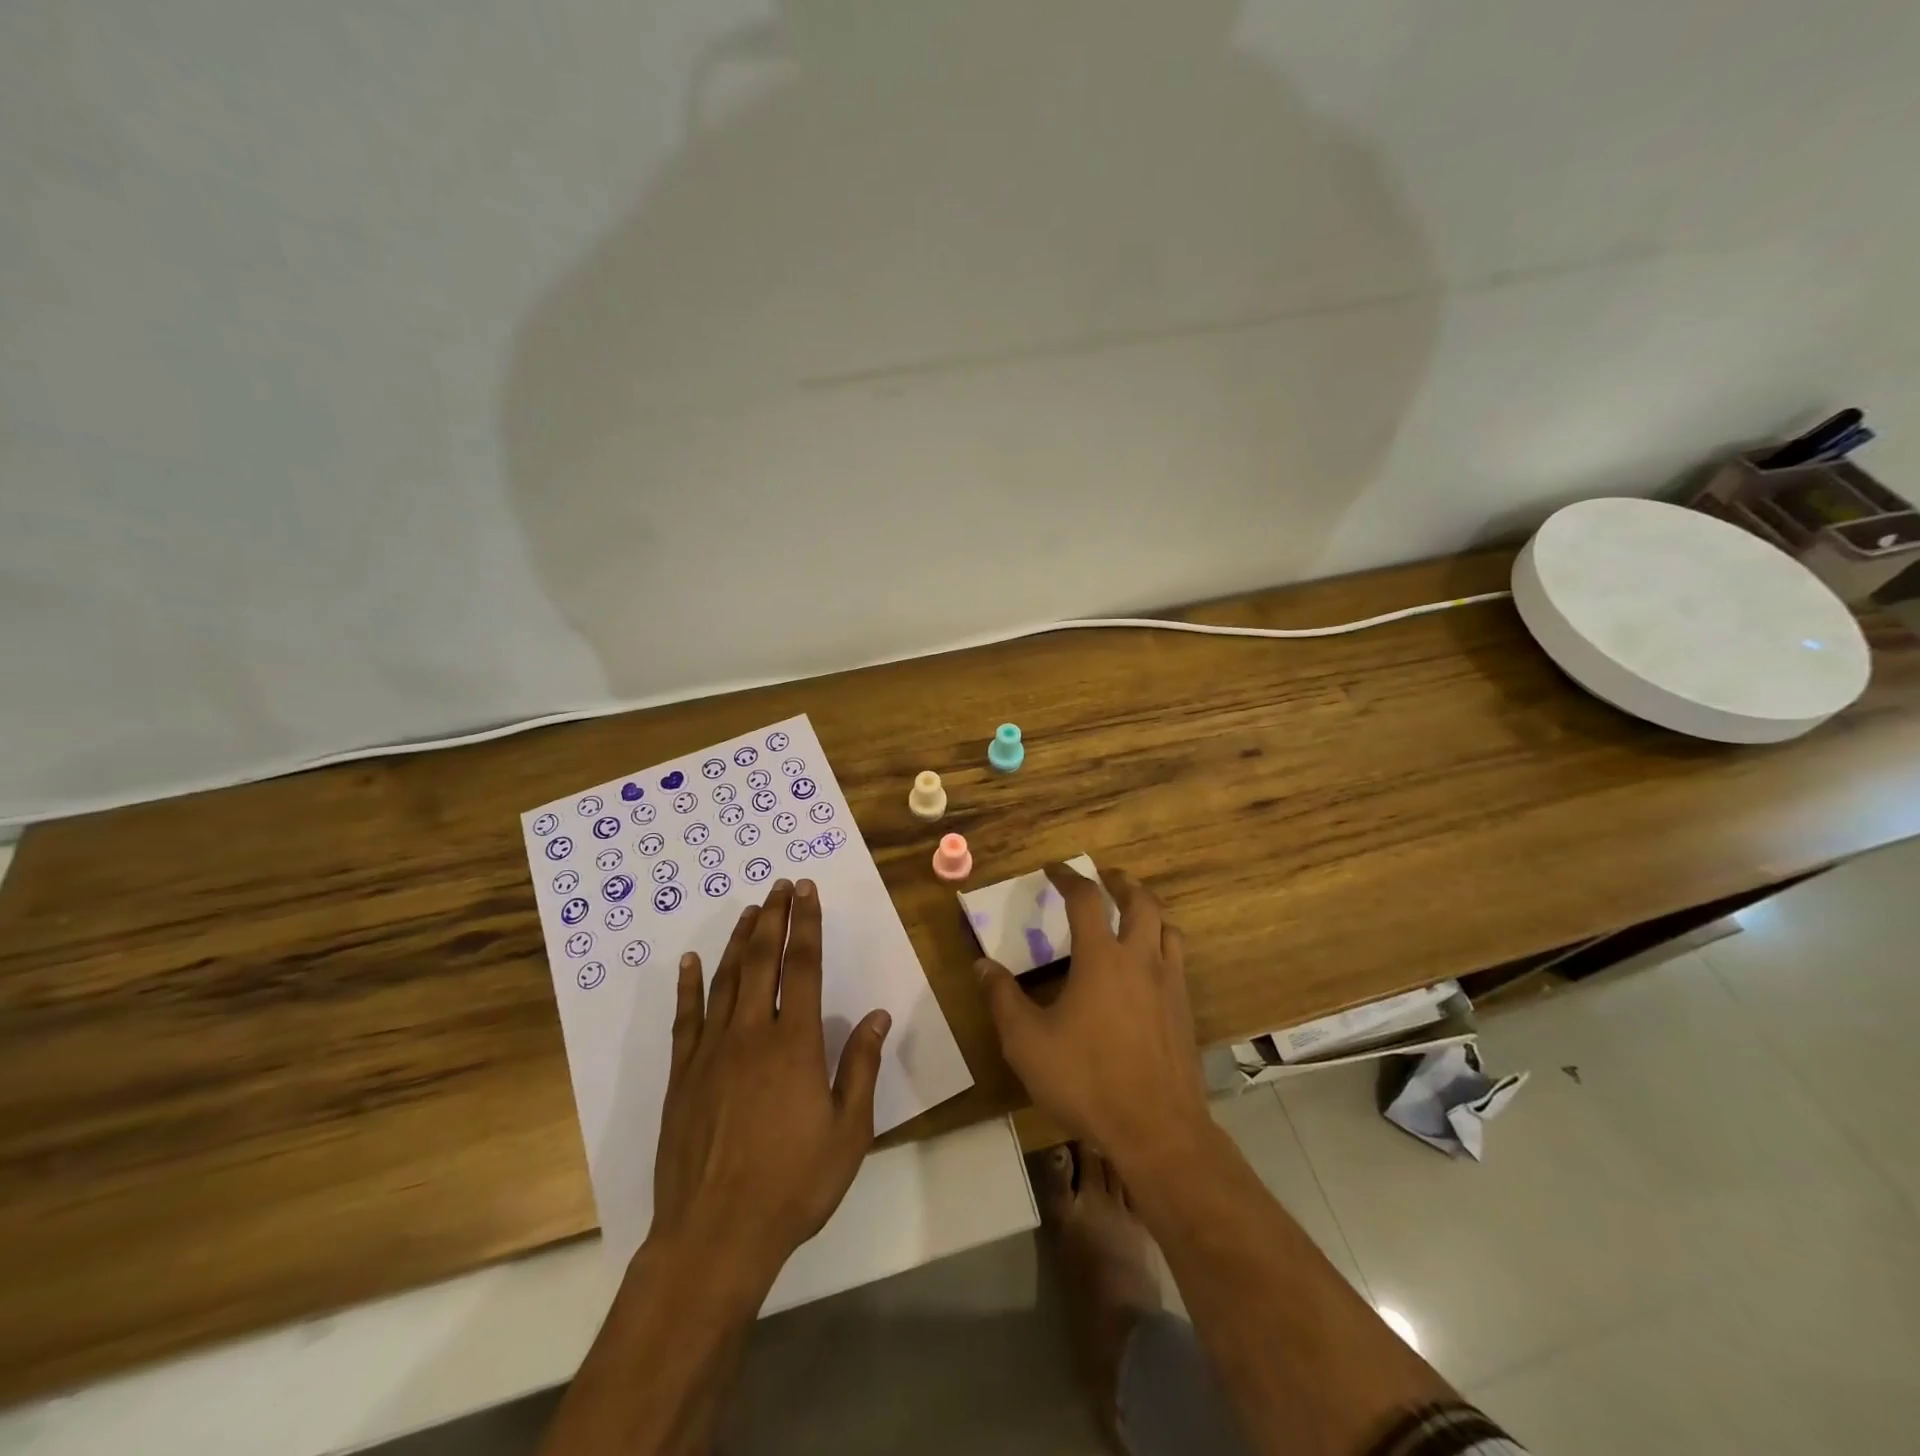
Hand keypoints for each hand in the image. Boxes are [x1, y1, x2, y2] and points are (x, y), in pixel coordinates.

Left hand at [648, 879, 890, 1289]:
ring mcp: (711, 1052)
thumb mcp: (848, 1131)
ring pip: (726, 980)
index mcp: (795, 1044)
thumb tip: (878, 1015)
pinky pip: (686, 1018)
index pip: (802, 967)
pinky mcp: (683, 1075)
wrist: (716, 1236)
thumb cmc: (793, 1184)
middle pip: (763, 961)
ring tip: (750, 910)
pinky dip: (689, 986)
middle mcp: (752, 1034)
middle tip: (780, 886)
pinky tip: (691, 962)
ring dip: (740, 941)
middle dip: (774, 918)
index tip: (807, 892)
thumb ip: (861, 1067)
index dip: (806, 925)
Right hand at [977, 863, 1206, 1170]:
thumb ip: (1002, 999)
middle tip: (1104, 877)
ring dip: (1148, 911)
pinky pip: (1177, 960)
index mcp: (1101, 957)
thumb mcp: (1027, 1042)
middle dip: (1120, 883)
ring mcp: (1169, 984)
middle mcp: (1140, 959)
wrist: (1157, 1129)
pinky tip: (1148, 967)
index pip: (1086, 899)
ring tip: (1132, 914)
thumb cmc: (1086, 1079)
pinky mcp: (1185, 1011)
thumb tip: (982, 966)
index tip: (1055, 869)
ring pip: (1167, 928)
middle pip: (1140, 902)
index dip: (1068, 877)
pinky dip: (1162, 945)